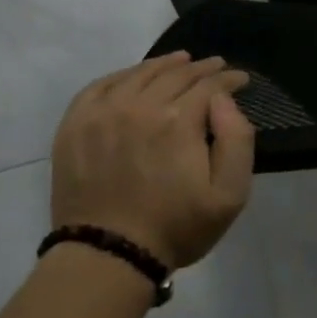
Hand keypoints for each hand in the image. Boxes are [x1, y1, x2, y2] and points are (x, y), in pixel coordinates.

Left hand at [50, 52, 255, 269]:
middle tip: (217, 66)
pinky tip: (134, 76)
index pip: (210, 84)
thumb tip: (223, 100)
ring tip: (182, 60)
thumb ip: (237, 138)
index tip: (241, 80)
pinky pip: (101, 85)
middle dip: (203, 68)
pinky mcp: (75, 126)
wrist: (108, 256)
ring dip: (166, 64)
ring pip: (140, 73)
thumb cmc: (176, 227)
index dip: (230, 79)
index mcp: (179, 120)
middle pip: (177, 73)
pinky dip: (123, 74)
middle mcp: (140, 105)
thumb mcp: (230, 194)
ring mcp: (103, 113)